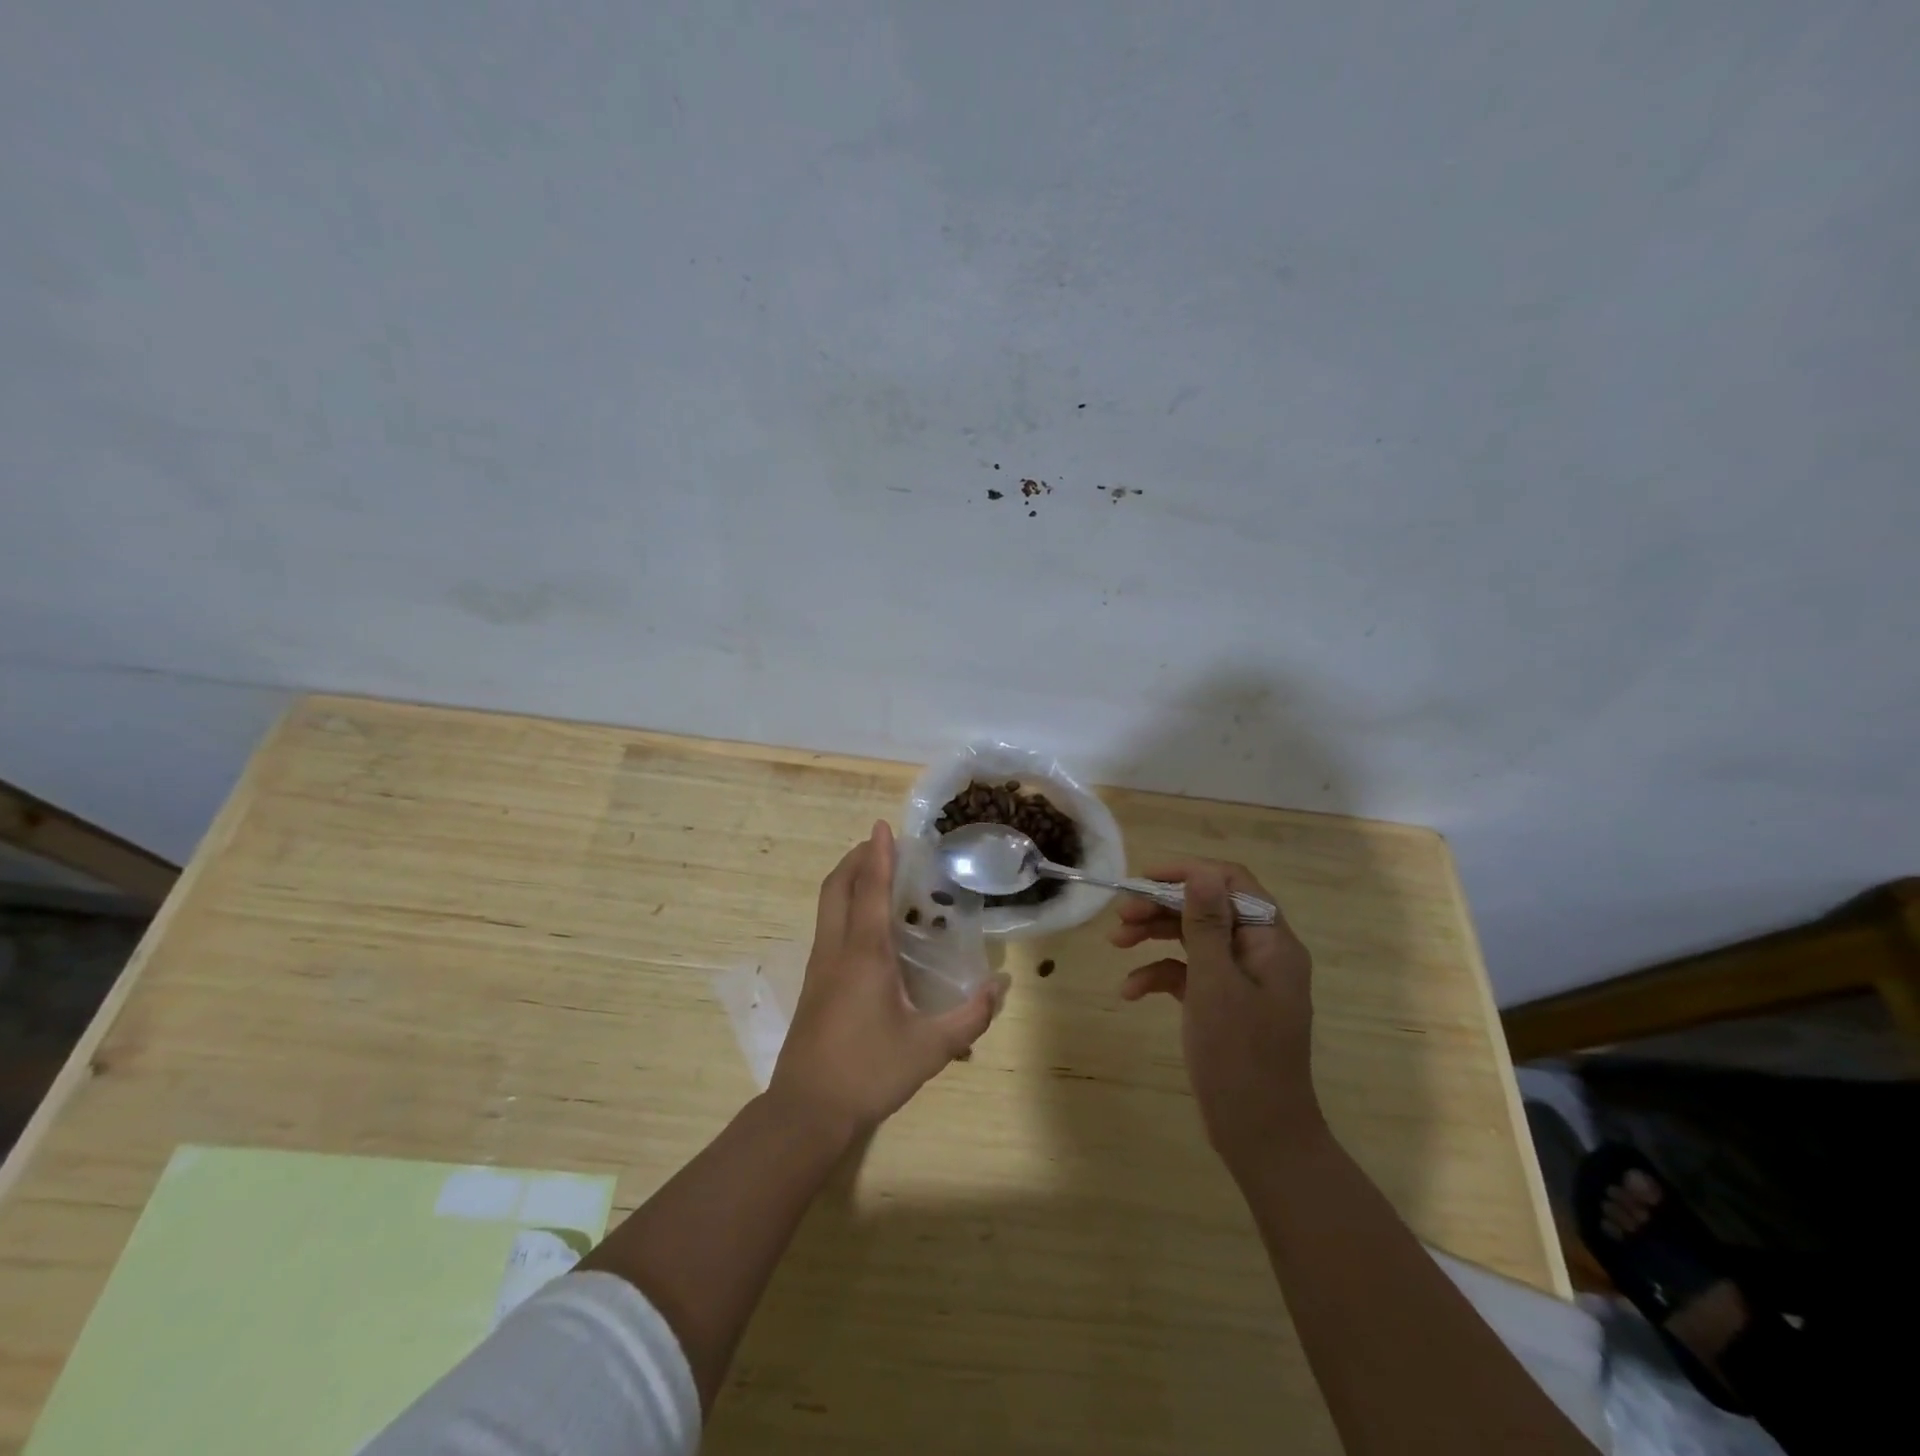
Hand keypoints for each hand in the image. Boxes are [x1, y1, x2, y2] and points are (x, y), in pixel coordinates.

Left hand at [770, 821, 1007, 1137]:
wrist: (807, 1110)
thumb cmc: (869, 1071)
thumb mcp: (930, 1048)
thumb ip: (970, 1016)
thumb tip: (1001, 986)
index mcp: (865, 954)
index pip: (871, 890)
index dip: (879, 855)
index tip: (883, 825)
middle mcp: (837, 950)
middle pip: (837, 887)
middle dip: (856, 858)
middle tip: (881, 846)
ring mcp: (820, 967)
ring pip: (827, 906)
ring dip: (848, 881)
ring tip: (876, 877)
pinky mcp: (814, 986)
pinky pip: (828, 928)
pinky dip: (845, 908)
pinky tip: (869, 931)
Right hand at [1111, 860, 1320, 1168]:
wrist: (1261, 1136)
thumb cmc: (1240, 1056)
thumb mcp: (1216, 984)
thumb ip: (1206, 925)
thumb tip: (1201, 873)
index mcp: (1271, 942)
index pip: (1231, 883)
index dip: (1188, 873)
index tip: (1144, 880)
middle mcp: (1259, 953)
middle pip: (1208, 908)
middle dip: (1162, 906)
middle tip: (1121, 916)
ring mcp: (1242, 980)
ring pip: (1194, 938)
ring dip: (1155, 936)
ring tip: (1116, 944)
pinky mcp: (1224, 1004)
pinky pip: (1189, 974)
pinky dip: (1160, 975)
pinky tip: (1131, 992)